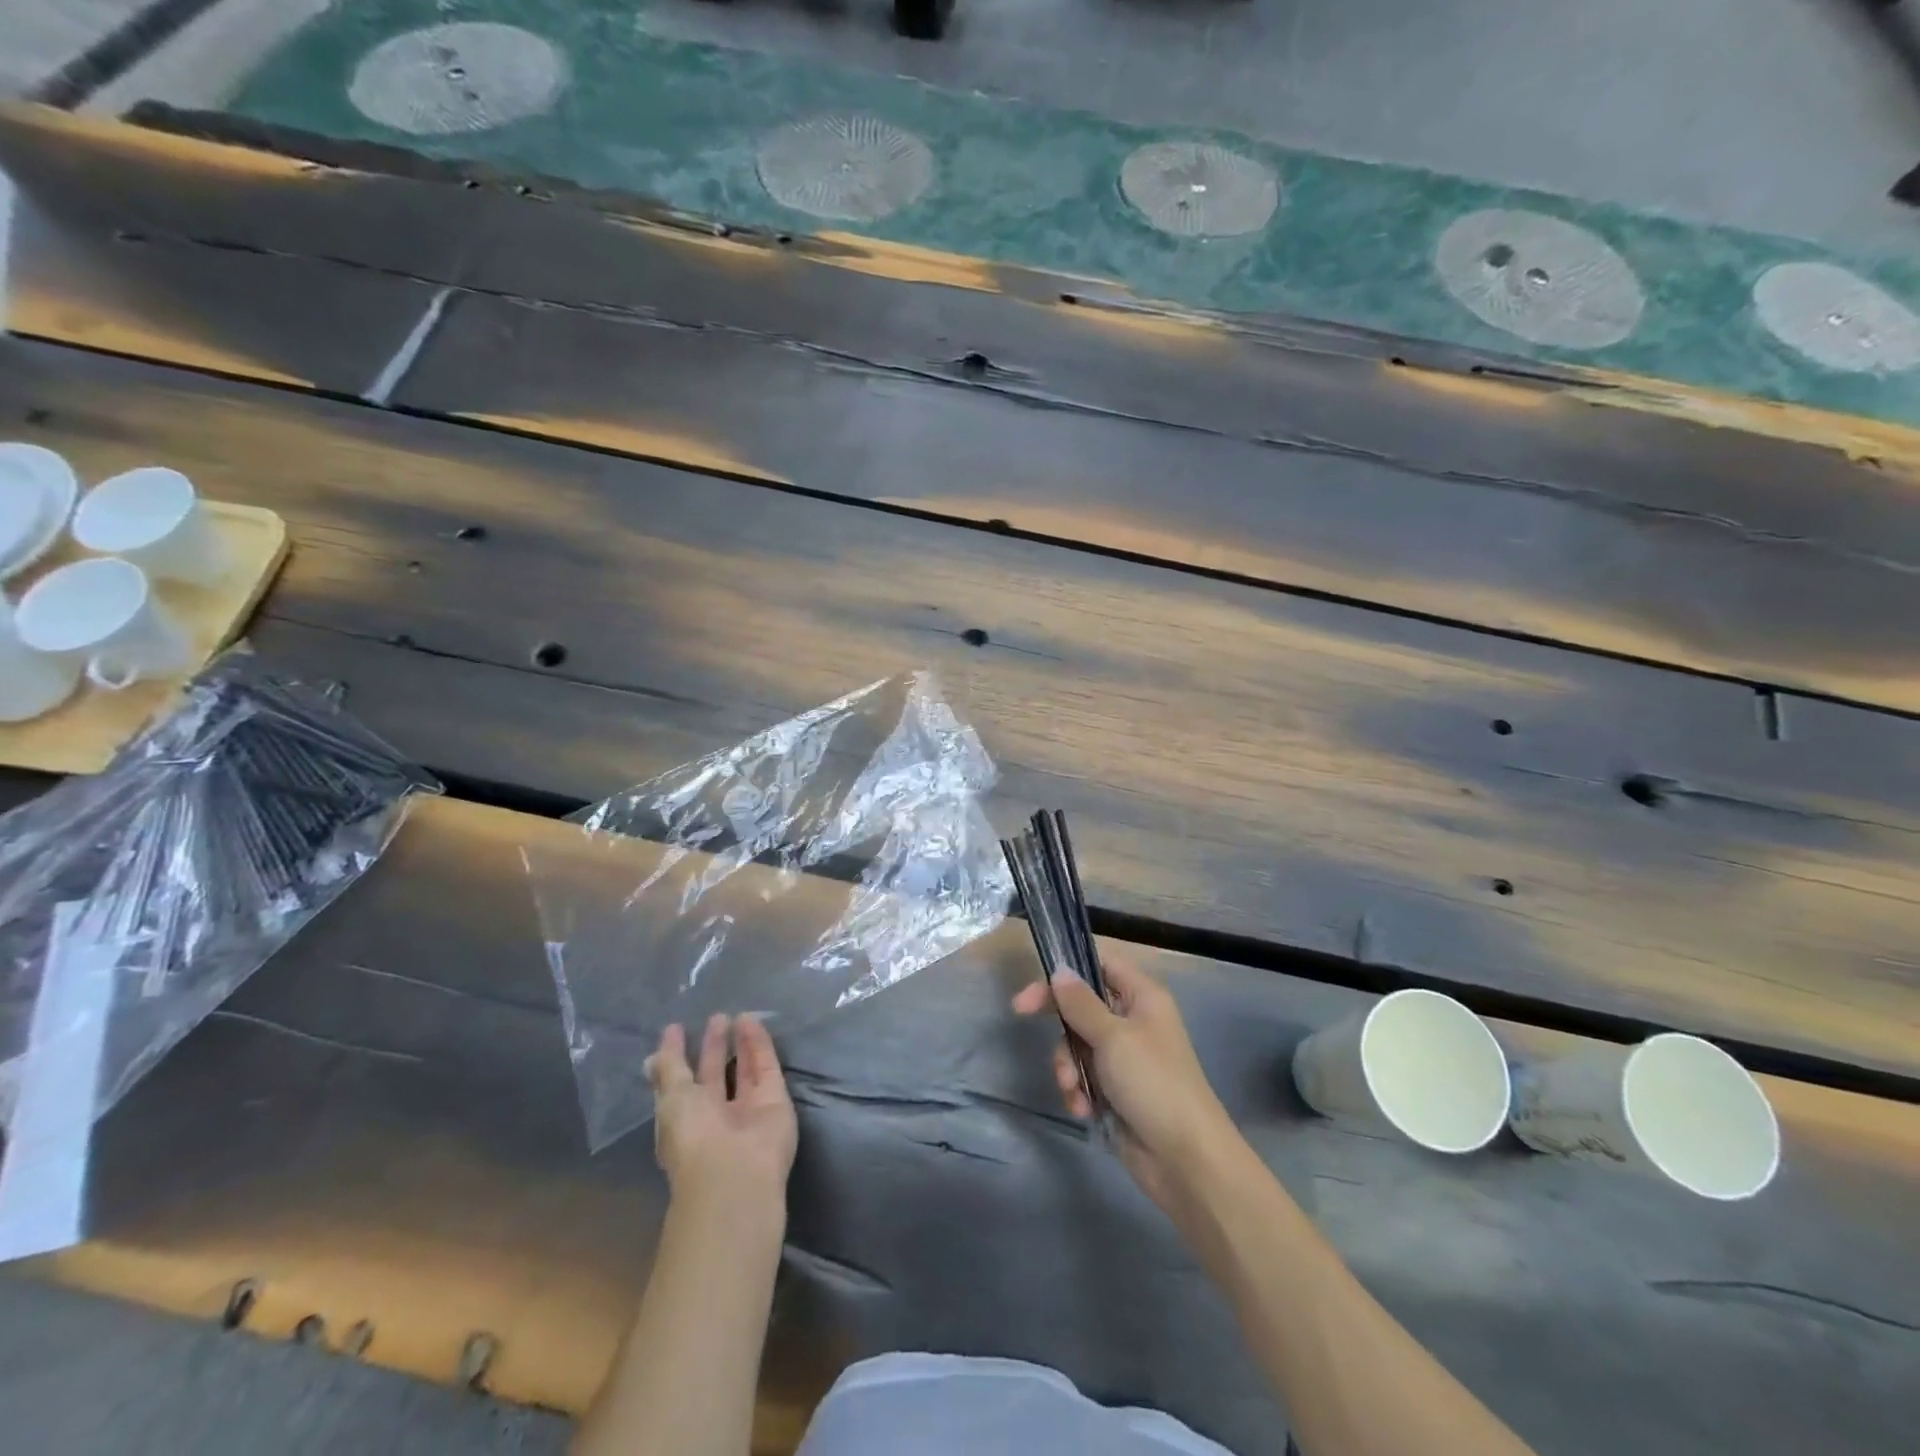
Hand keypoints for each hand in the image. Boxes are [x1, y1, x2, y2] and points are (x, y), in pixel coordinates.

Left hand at [647, 1013, 797, 1210]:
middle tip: (717, 1017)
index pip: (681, 1083)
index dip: (678, 1057)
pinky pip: (766, 1066)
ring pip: (744, 1069)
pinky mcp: (776, 1099)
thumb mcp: (671, 1098)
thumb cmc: (693, 1135)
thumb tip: (655, 1052)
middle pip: (714, 1075)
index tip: (677, 1029)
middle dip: (714, 1047)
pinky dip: (759, 1044)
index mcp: (684, 1120)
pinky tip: (751, 1021)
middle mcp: (716, 1115)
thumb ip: (668, 1070)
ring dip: (740, 1042)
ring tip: (738, 1014)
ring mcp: (748, 1108)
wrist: (737, 1169)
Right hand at [1013, 957, 1236, 1215]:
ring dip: (1067, 1065)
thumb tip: (1059, 970)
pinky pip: (1083, 1077)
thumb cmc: (1153, 1083)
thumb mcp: (1113, 1037)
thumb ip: (1081, 1003)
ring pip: (1077, 1043)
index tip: (1036, 977)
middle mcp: (1133, 1021)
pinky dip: (1078, 1091)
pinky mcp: (1116, 1091)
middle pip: (1082, 1004)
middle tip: (1021, 1013)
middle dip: (1060, 1021)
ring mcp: (1124, 1058)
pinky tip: (1084, 1110)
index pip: (1100, 964)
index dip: (1067, 969)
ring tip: (1073, 1089)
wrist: (1185, 1159)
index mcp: (1142, 997)